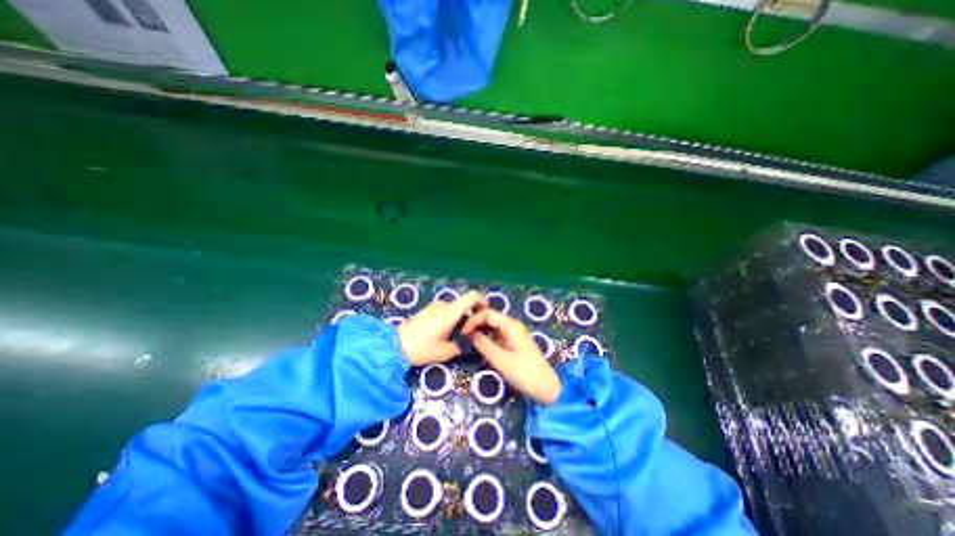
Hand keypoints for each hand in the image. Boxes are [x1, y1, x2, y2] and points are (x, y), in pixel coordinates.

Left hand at [397, 291, 486, 366]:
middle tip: (470, 333)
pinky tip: (444, 334)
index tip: (484, 315)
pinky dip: (450, 319)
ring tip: (456, 336)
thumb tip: (473, 342)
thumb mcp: (446, 352)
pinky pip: (445, 311)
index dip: (483, 302)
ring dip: (460, 319)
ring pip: (455, 309)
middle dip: (471, 316)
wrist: (394, 346)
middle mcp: (444, 305)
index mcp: (450, 312)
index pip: (472, 296)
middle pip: (464, 304)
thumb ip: (463, 345)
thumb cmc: (422, 349)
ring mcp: (434, 306)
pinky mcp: (427, 310)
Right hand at [461, 308, 560, 402]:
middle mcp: (513, 325)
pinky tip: (481, 350)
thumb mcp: (500, 360)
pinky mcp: (514, 342)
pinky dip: (488, 341)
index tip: (463, 332)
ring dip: (481, 333)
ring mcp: (514, 334)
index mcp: (511, 326)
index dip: (473, 320)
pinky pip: (498, 336)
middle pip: (490, 318)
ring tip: (469, 343)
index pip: (487, 313)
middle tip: (463, 337)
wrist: (546, 387)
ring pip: (493, 328)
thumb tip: (470, 334)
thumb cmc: (524, 373)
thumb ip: (484, 345)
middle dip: (476, 325)